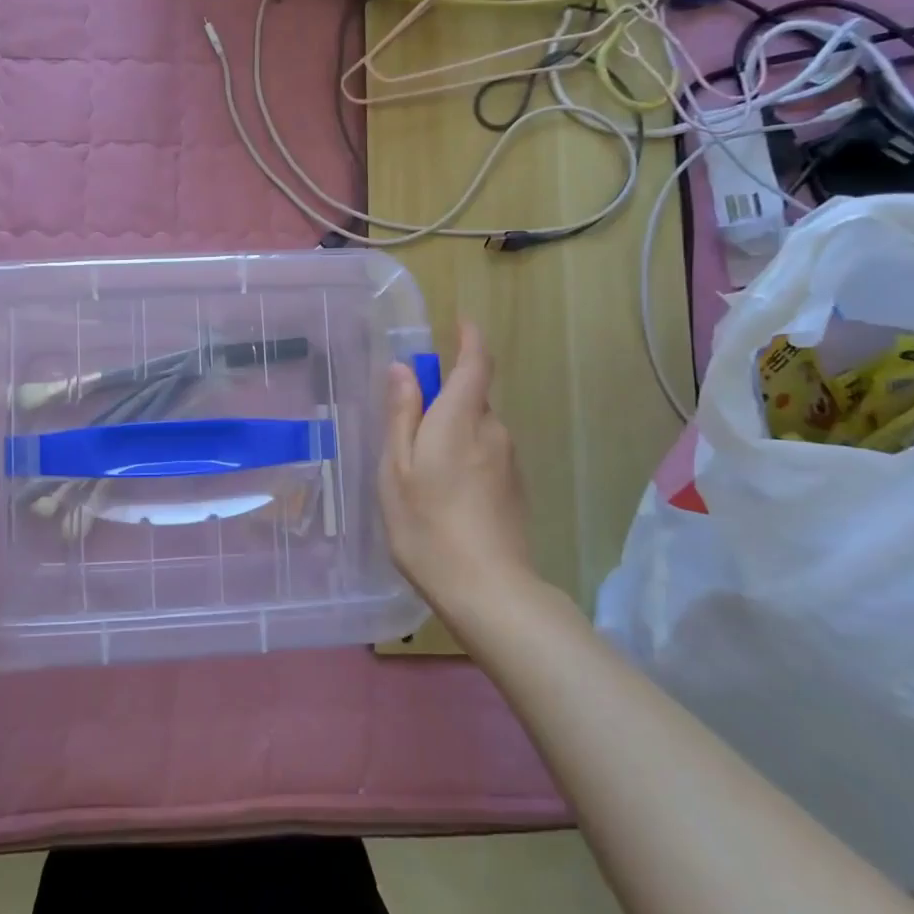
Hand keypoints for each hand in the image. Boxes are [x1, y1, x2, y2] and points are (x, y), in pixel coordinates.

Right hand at [379, 321, 538, 615]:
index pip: (476, 362)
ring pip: (477, 428)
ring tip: (420, 473)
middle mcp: (493, 430)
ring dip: (452, 432)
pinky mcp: (515, 487)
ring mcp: (509, 460)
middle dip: (444, 398)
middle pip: (472, 396)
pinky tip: (445, 495)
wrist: (489, 590)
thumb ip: (402, 415)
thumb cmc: (427, 526)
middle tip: (407, 429)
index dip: (470, 338)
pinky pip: (486, 453)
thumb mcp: (398, 469)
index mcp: (462, 418)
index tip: (460, 322)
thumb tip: (402, 369)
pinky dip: (464, 457)